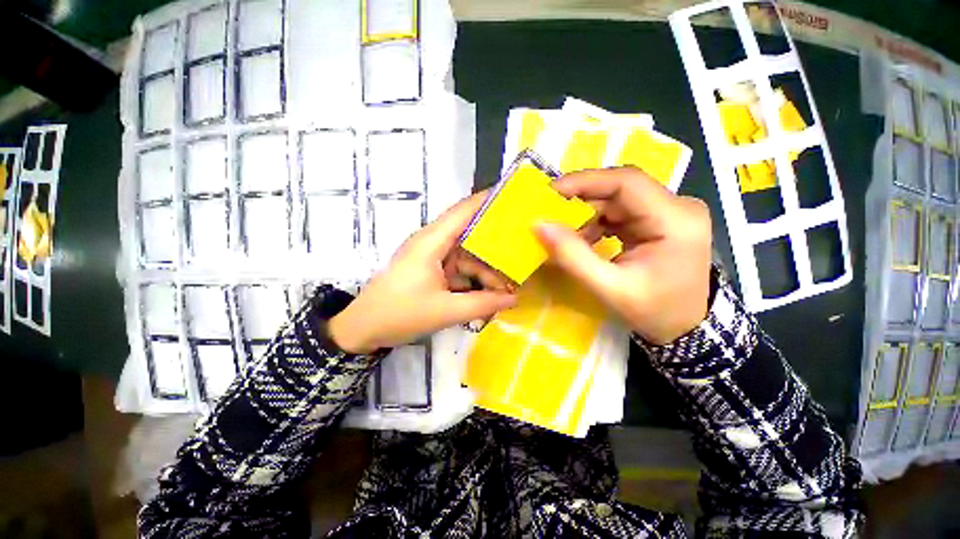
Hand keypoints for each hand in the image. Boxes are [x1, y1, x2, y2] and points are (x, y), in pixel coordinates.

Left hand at [329, 193, 517, 353]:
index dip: (487, 201)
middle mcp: (432, 243)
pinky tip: (488, 293)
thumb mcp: (445, 311)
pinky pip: (458, 269)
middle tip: (521, 256)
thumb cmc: (399, 314)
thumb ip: (482, 304)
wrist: (363, 330)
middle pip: (469, 236)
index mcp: (431, 242)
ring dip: (484, 271)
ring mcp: (431, 257)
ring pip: (466, 257)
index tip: (514, 198)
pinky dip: (473, 280)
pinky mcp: (430, 270)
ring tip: (508, 287)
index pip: (463, 211)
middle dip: (494, 248)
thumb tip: (513, 300)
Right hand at [534, 167, 711, 344]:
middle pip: (619, 189)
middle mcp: (677, 207)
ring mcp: (668, 212)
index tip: (550, 192)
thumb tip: (539, 225)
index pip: (626, 182)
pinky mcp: (657, 220)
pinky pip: (619, 211)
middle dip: (580, 200)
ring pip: (616, 199)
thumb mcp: (610, 288)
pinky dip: (595, 222)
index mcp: (675, 220)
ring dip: (586, 213)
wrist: (686, 327)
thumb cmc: (654, 311)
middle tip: (549, 213)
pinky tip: (582, 238)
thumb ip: (573, 256)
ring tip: (563, 232)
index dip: (585, 181)